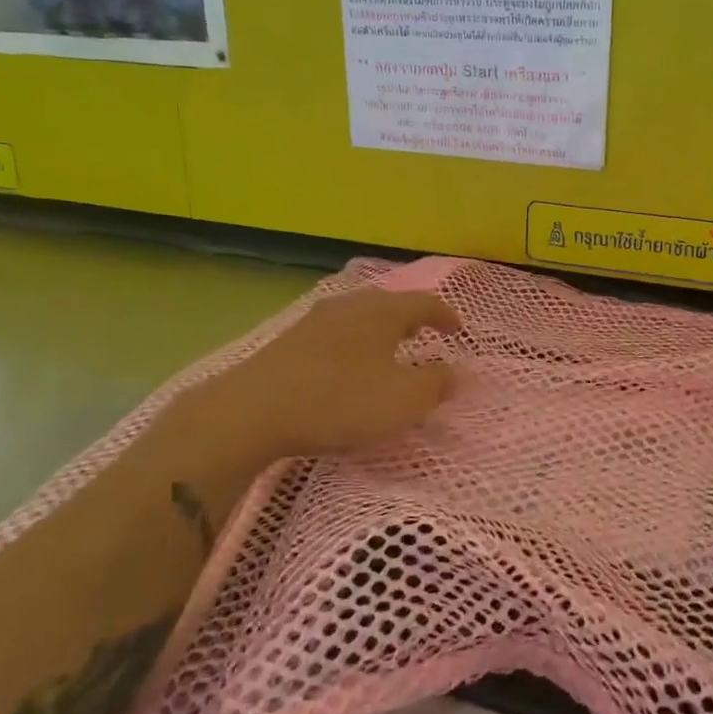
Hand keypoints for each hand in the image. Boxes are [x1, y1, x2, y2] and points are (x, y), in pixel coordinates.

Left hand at [220, 287, 462, 458]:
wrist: (254, 410)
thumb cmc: (341, 401)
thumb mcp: (404, 400)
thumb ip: (436, 384)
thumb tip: (456, 372)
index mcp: (382, 311)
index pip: (424, 303)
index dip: (445, 316)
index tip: (458, 330)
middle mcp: (349, 305)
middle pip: (388, 303)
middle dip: (410, 317)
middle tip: (424, 334)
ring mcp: (315, 320)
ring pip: (358, 316)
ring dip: (379, 330)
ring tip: (388, 349)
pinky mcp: (290, 341)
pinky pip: (335, 333)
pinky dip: (353, 343)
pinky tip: (348, 364)